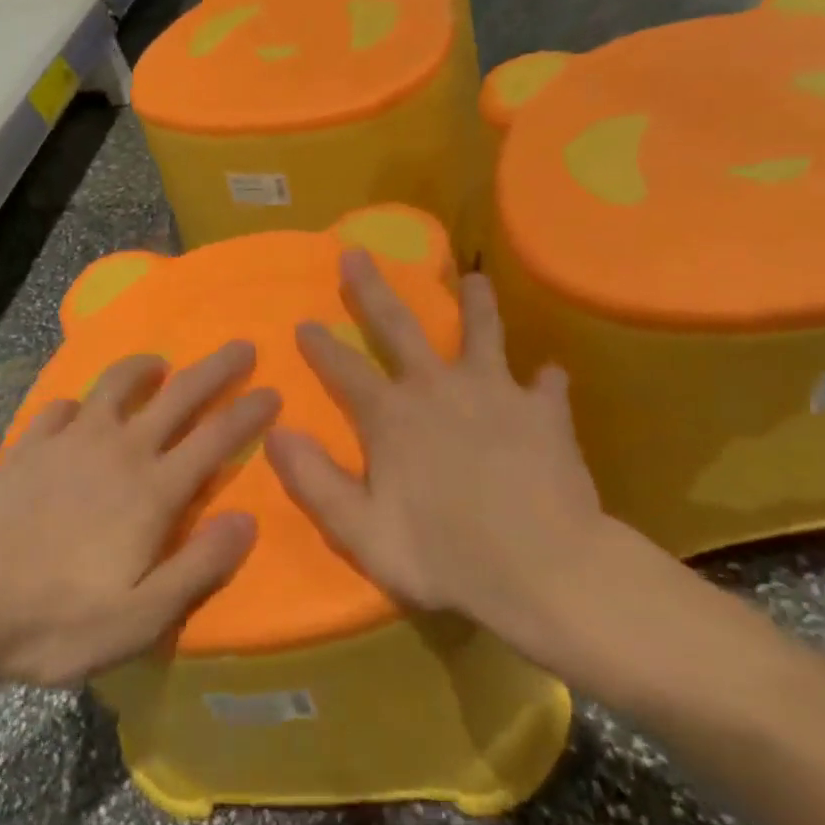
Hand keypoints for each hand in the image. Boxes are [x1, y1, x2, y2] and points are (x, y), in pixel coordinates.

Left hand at [0, 342, 278, 686]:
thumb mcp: (142, 617)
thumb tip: (247, 521)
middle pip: (179, 395)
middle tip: (241, 346)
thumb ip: (199, 565)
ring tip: (158, 364)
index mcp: (153, 491)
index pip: (216, 438)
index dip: (249, 413)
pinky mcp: (31, 444)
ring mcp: (72, 441)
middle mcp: (120, 450)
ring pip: (117, 385)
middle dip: (215, 368)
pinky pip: (62, 408)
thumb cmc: (59, 620)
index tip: (273, 391)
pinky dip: (79, 402)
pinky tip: (79, 409)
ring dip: (144, 368)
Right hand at [266, 250, 673, 693]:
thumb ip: (315, 481)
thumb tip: (275, 433)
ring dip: (475, 304)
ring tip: (475, 278)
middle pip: (399, 326)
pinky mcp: (543, 412)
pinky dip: (545, 380)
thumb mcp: (361, 532)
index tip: (304, 321)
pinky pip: (546, 386)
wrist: (543, 570)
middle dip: (372, 290)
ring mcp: (496, 393)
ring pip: (482, 333)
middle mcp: (438, 388)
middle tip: (357, 253)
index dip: (321, 345)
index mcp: (392, 416)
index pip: (344, 369)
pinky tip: (549, 375)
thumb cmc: (445, 555)